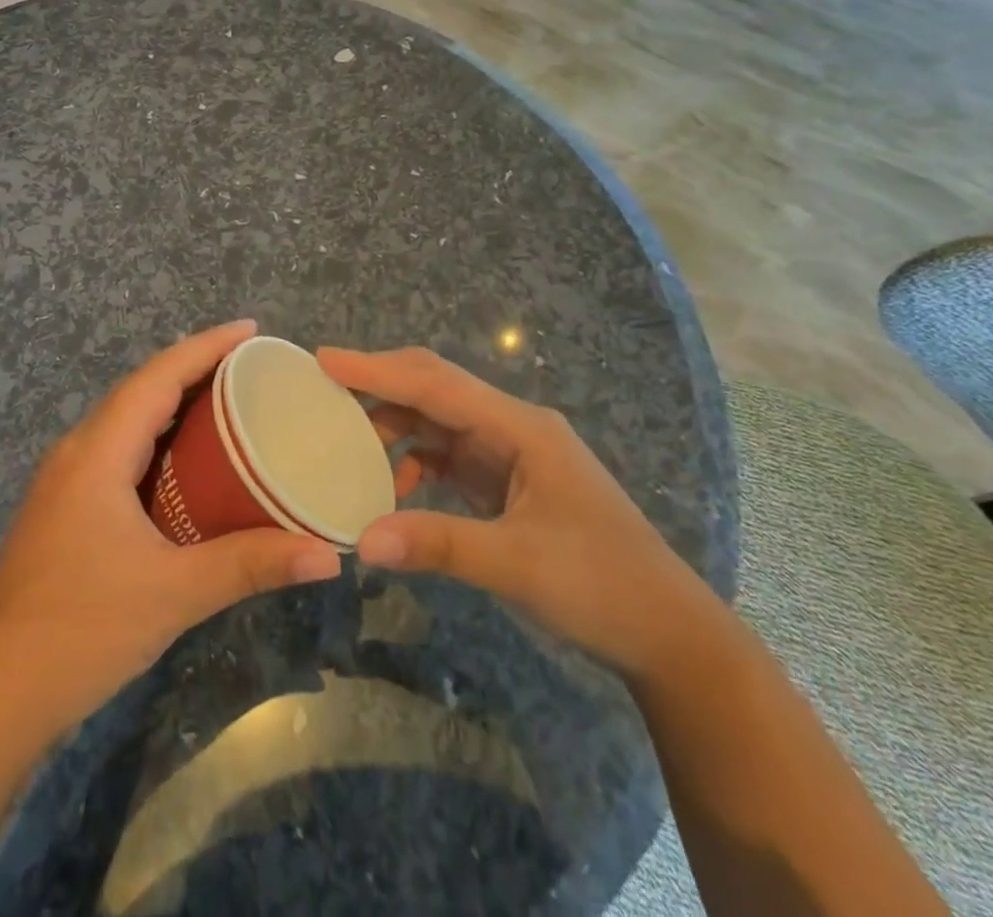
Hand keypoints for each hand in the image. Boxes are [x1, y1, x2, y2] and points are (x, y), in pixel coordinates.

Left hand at [0, 321, 341, 737]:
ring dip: (174, 407)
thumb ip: (250, 565)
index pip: (157, 376)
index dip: (205, 346)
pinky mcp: (63, 512)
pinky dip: (157, 444)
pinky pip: (118, 454)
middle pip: (141, 391)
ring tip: (229, 406)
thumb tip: (328, 554)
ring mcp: (64, 483)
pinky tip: (186, 469)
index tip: (251, 330)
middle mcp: (77, 453)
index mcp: (97, 451)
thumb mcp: (173, 593)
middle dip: (194, 370)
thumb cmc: (79, 629)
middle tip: (252, 369)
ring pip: (126, 423)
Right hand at [318, 346, 717, 678]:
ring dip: (393, 426)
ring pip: (437, 421)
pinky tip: (393, 489)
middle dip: (380, 385)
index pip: (436, 384)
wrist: (669, 634)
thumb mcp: (518, 565)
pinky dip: (413, 462)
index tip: (324, 359)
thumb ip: (439, 545)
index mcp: (521, 428)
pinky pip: (446, 455)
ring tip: (346, 442)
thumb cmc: (603, 587)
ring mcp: (509, 453)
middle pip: (434, 389)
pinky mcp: (505, 480)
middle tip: (323, 388)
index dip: (377, 370)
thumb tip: (362, 541)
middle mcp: (511, 427)